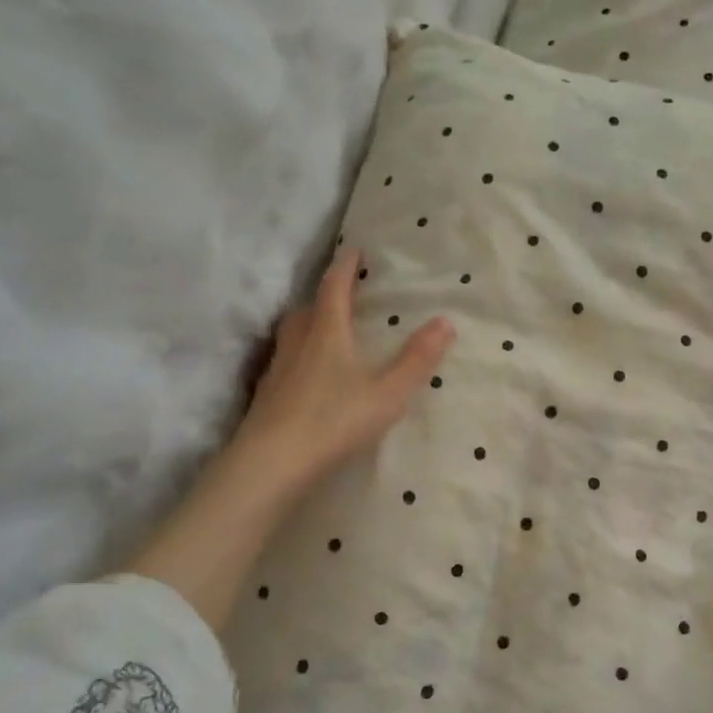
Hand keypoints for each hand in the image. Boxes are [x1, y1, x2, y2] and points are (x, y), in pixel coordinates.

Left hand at [233, 248, 455, 500]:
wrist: (274, 462)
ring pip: (291, 335)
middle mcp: (298, 343)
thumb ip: (417, 359)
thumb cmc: (336, 420)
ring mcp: (277, 370)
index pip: (334, 289)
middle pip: (307, 309)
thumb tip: (445, 321)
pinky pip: (283, 362)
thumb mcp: (389, 392)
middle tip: (340, 293)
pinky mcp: (266, 396)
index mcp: (327, 333)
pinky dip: (296, 357)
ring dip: (307, 324)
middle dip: (324, 296)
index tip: (354, 250)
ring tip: (322, 330)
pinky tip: (305, 376)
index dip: (345, 267)